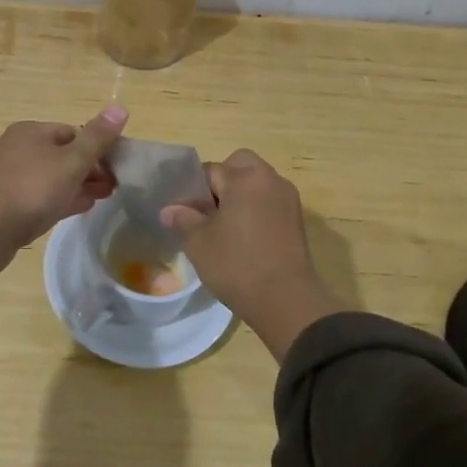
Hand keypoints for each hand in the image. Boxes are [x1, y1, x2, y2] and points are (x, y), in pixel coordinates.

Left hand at [0, 105, 127, 255]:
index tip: (115, 169)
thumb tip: (120, 106)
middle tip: (110, 188)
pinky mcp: (1, 202)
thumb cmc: (33, 188)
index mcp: (30, 131)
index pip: (72, 132)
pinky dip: (56, 199)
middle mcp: (14, 147)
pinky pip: (35, 196)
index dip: (96, 149)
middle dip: (87, 169)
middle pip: (60, 155)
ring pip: (48, 177)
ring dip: (74, 185)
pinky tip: (72, 210)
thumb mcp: (72, 161)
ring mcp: (5, 175)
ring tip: (97, 199)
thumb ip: (97, 137)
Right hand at [162, 149, 339, 361]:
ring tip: (224, 228)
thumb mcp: (199, 242)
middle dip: (221, 181)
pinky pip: (269, 202)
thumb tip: (169, 210)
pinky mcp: (297, 220)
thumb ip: (183, 219)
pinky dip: (256, 211)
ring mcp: (288, 199)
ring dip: (240, 196)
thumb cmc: (237, 264)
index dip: (193, 190)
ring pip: (257, 184)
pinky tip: (244, 239)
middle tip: (207, 212)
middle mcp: (270, 179)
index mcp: (245, 177)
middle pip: (240, 165)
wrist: (286, 300)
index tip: (184, 212)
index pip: (209, 170)